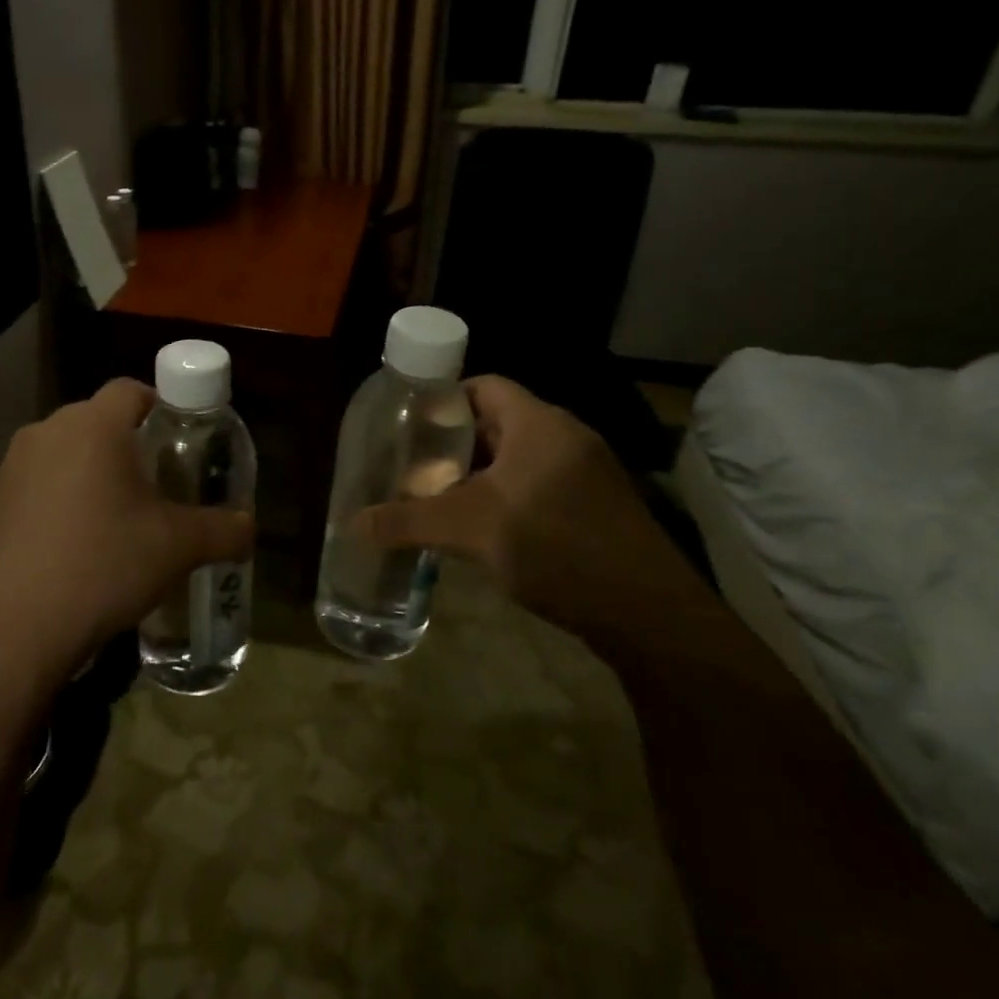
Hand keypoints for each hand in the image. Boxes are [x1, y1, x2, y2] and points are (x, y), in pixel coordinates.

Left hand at [0, 379, 253, 690]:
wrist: (12, 630)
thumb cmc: (104, 567)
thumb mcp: (177, 548)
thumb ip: (223, 530)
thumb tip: (248, 526)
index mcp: (93, 427)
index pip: (131, 389)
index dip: (160, 405)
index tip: (178, 439)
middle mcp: (46, 433)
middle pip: (96, 420)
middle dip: (127, 444)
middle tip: (155, 484)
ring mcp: (10, 467)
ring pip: (63, 453)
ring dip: (90, 472)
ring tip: (114, 518)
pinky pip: (35, 484)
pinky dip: (57, 500)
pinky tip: (72, 546)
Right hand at [359, 376, 708, 641]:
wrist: (646, 612)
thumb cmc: (554, 546)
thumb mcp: (470, 530)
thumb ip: (408, 522)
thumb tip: (352, 524)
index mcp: (539, 423)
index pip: (483, 386)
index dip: (443, 400)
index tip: (408, 427)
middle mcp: (566, 437)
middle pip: (497, 423)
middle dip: (453, 445)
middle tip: (413, 467)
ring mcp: (586, 473)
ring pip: (517, 459)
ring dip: (478, 475)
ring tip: (437, 498)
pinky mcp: (596, 507)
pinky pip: (538, 486)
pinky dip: (505, 497)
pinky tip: (481, 530)